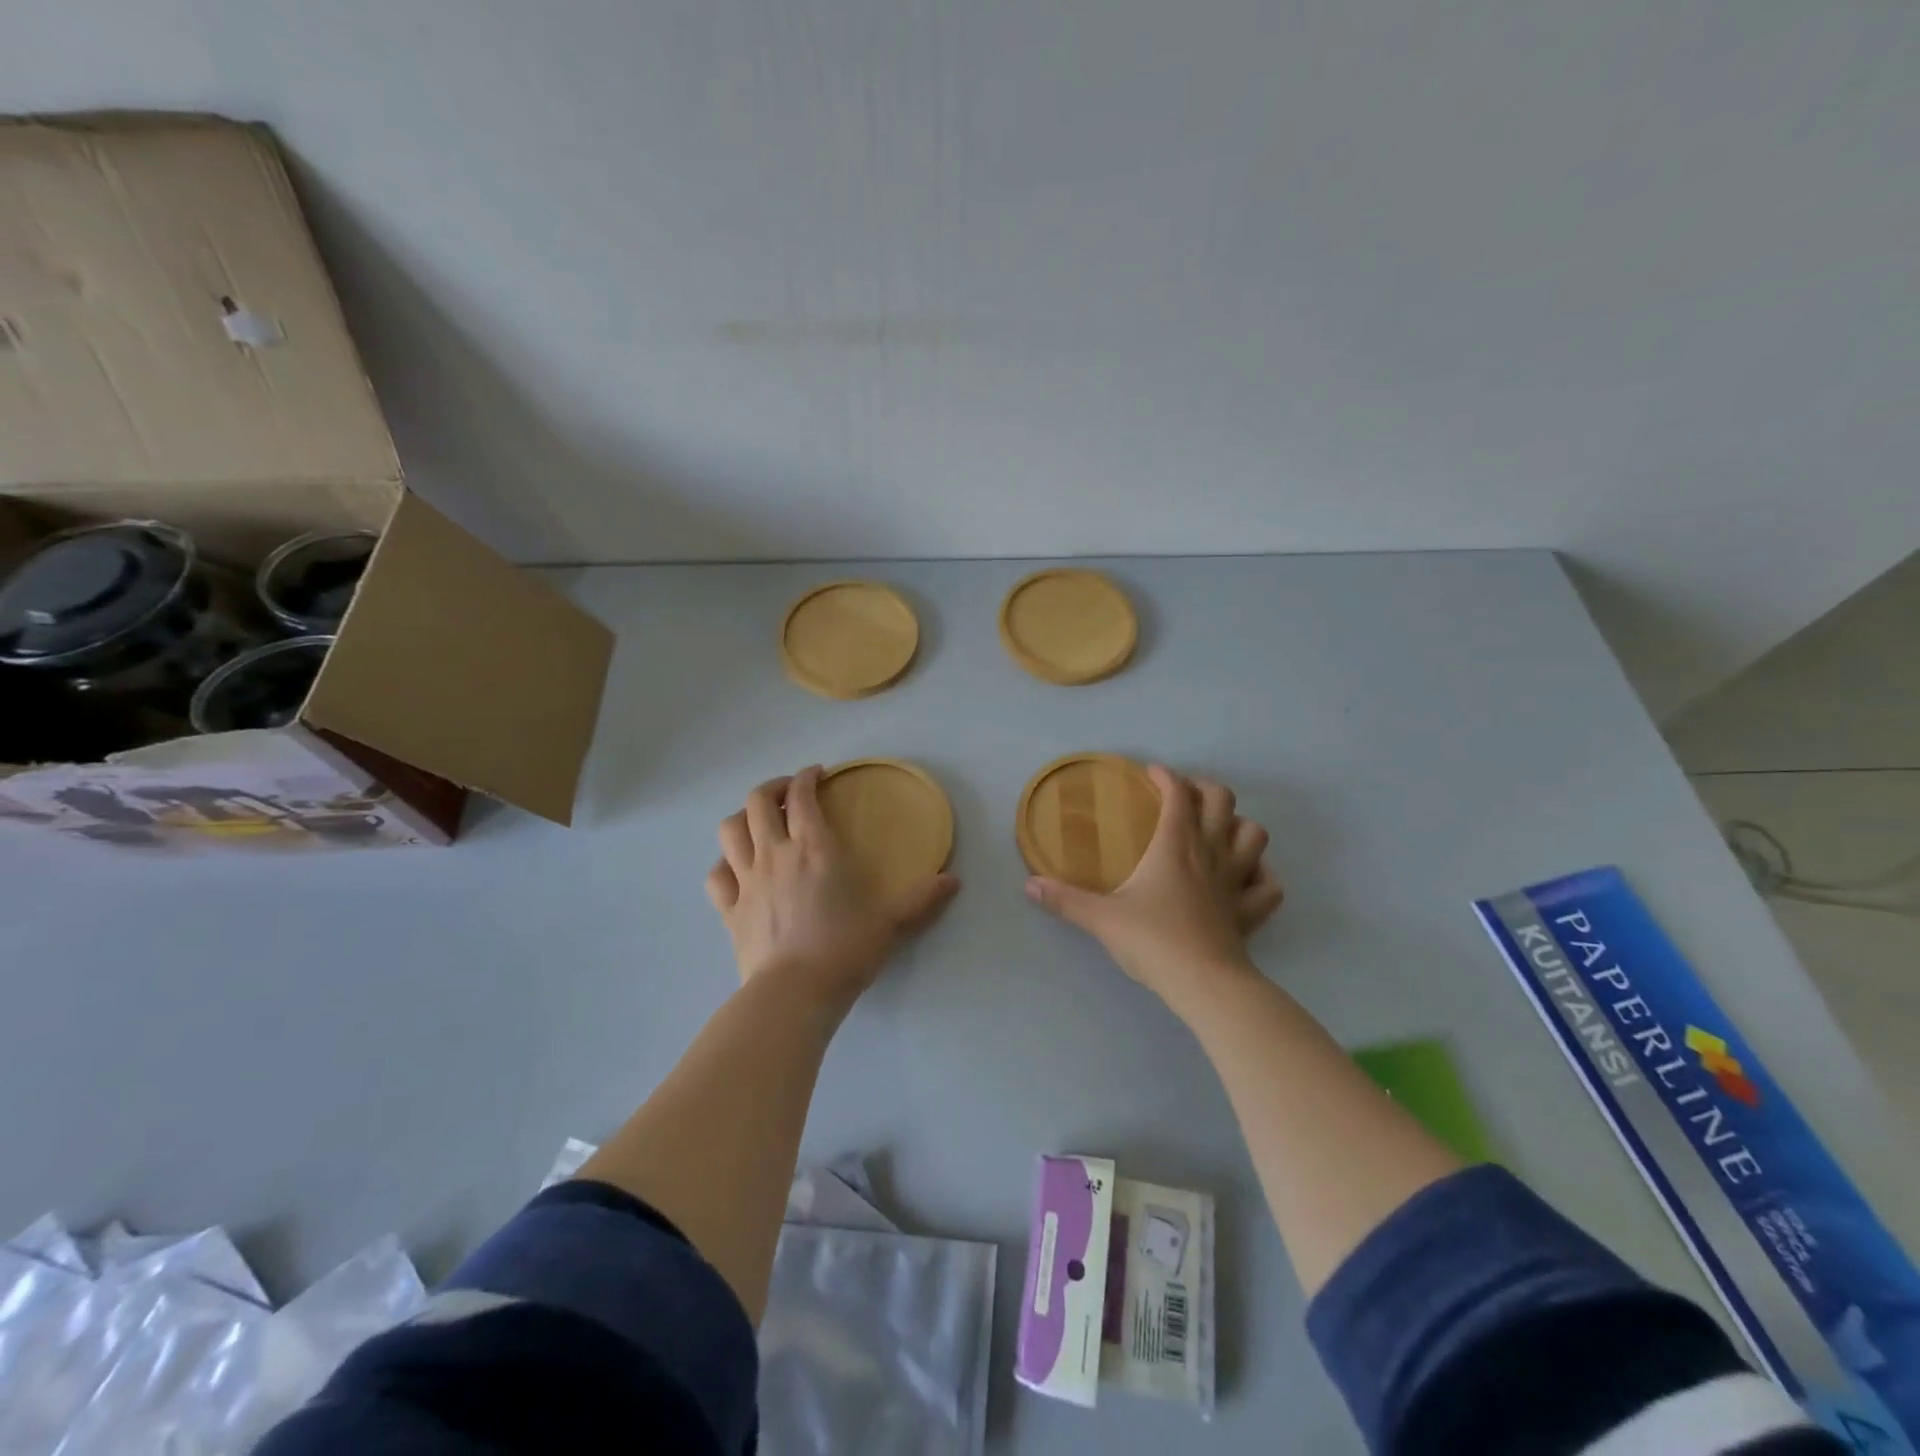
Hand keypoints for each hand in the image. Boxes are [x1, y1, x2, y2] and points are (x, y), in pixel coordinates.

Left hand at [706, 766, 960, 1007]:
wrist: (794, 995)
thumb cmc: (844, 951)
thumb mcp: (891, 924)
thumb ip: (922, 899)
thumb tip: (954, 881)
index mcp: (815, 849)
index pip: (802, 795)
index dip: (807, 777)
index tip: (817, 774)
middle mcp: (775, 855)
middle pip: (758, 802)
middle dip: (773, 788)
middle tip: (789, 793)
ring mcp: (746, 881)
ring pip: (729, 830)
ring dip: (743, 817)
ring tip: (759, 822)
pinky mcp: (728, 911)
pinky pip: (716, 875)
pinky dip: (724, 863)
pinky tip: (736, 868)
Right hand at [1025, 765, 1282, 1010]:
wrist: (1204, 984)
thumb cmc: (1152, 941)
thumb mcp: (1101, 918)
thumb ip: (1065, 900)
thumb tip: (1029, 886)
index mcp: (1174, 845)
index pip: (1178, 794)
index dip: (1166, 777)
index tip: (1151, 775)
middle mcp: (1210, 853)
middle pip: (1222, 801)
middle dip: (1204, 789)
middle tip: (1184, 797)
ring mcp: (1236, 880)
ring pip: (1254, 834)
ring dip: (1238, 825)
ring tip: (1218, 830)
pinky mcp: (1250, 910)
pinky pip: (1269, 884)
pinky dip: (1261, 873)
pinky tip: (1246, 877)